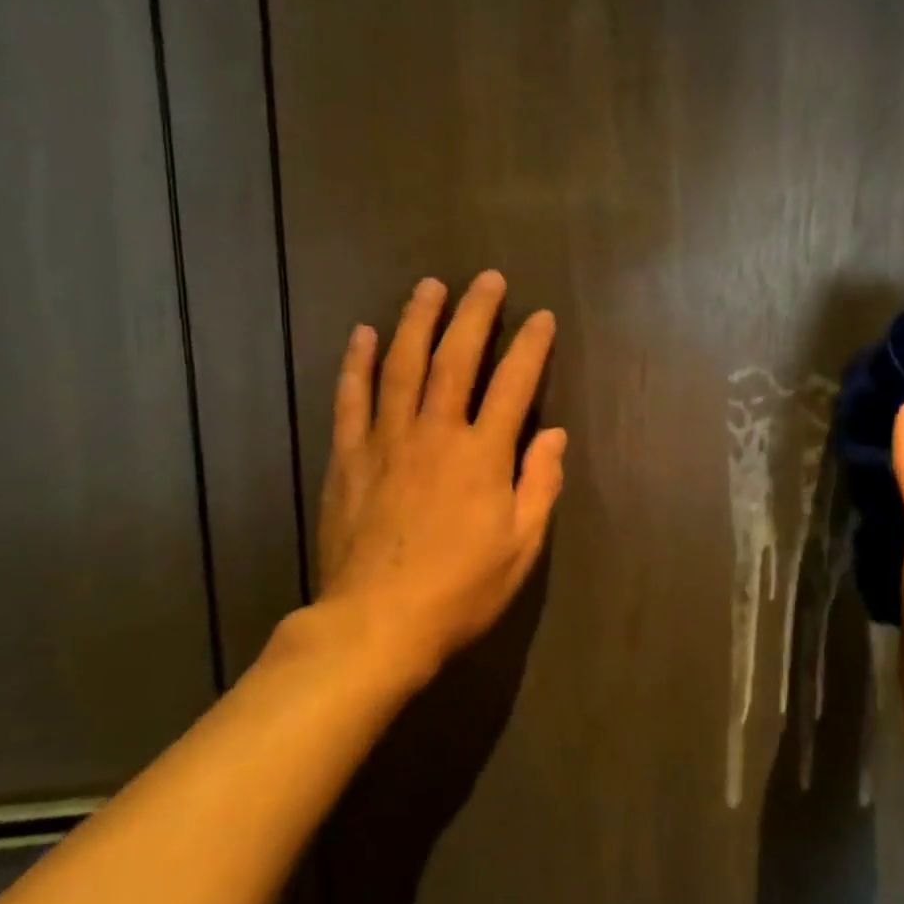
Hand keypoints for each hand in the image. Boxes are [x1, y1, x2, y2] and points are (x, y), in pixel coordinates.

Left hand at [305, 271, 565, 687]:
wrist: (375, 624)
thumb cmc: (460, 590)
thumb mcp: (521, 546)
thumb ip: (540, 484)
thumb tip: (554, 434)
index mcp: (482, 456)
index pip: (513, 385)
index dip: (530, 347)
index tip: (541, 318)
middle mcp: (435, 434)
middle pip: (455, 359)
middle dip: (475, 314)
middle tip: (487, 279)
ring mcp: (386, 441)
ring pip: (401, 366)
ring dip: (417, 321)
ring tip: (429, 286)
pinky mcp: (348, 458)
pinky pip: (352, 399)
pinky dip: (358, 363)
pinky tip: (363, 334)